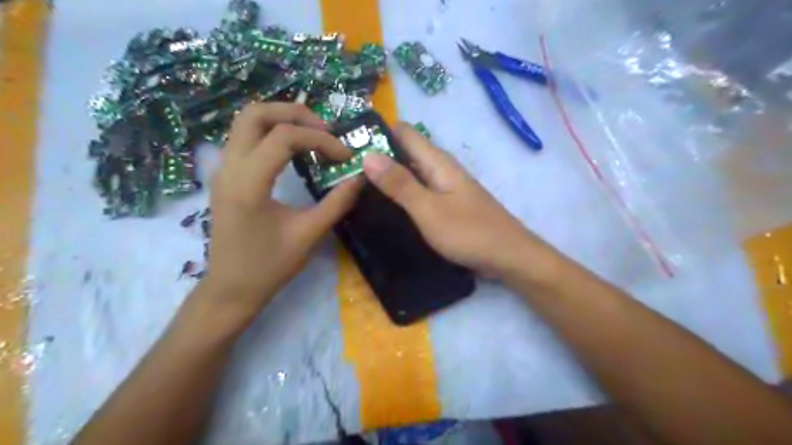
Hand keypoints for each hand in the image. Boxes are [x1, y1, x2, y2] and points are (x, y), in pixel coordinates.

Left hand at [203, 103, 364, 314]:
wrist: (231, 288)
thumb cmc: (269, 266)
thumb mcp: (309, 235)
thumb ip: (337, 203)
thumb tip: (361, 177)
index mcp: (248, 184)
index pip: (283, 137)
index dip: (320, 139)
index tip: (344, 155)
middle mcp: (229, 167)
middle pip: (255, 113)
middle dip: (295, 113)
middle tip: (325, 130)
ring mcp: (222, 169)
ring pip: (246, 121)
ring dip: (282, 119)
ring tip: (313, 135)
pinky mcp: (225, 175)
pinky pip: (245, 137)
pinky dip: (272, 132)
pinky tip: (294, 149)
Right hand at [361, 123, 552, 279]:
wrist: (508, 256)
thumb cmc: (468, 232)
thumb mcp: (428, 209)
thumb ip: (399, 183)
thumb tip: (368, 155)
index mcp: (437, 162)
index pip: (403, 132)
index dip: (377, 133)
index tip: (348, 145)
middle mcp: (440, 168)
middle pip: (405, 151)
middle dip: (377, 157)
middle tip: (344, 170)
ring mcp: (445, 187)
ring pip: (411, 172)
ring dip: (387, 176)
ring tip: (355, 186)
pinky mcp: (447, 204)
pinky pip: (419, 190)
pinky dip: (401, 192)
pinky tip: (385, 205)